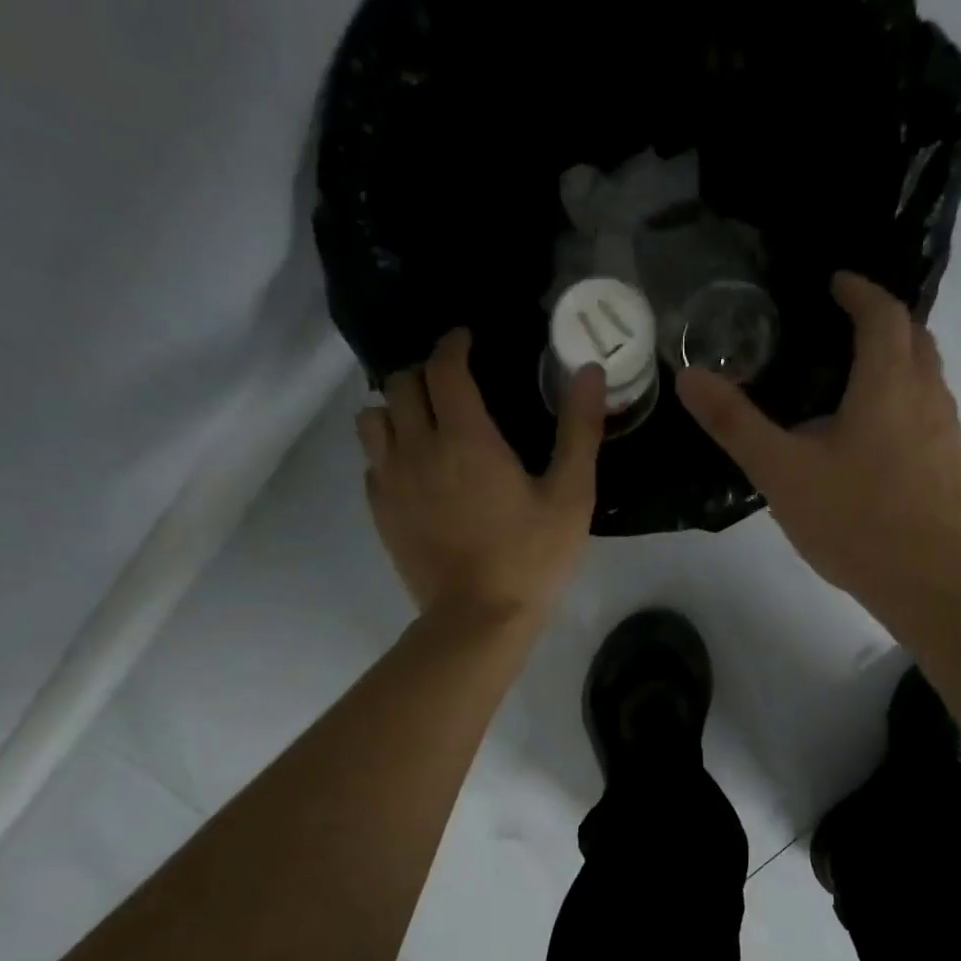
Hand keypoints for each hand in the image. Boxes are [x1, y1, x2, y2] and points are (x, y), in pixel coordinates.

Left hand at [359, 329, 604, 622]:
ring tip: (423, 421)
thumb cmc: (531, 557)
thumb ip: (579, 430)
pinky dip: (387, 450)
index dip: (454, 344)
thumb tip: (590, 371)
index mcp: (466, 437)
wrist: (478, 619)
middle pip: (401, 383)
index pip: (444, 366)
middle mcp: (418, 447)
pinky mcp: (380, 510)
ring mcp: (391, 480)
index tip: (468, 342)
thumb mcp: (571, 496)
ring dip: (396, 408)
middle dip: (425, 372)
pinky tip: (413, 468)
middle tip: (451, 384)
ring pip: (373, 417)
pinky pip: (370, 461)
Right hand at [678, 272, 960, 607]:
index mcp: (888, 383)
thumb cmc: (853, 519)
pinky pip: (931, 418)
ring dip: (899, 367)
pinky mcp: (953, 468)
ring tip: (856, 388)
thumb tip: (689, 377)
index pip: (882, 312)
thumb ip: (735, 424)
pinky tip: (878, 447)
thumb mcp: (781, 472)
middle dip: (883, 323)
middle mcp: (928, 395)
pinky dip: (907, 408)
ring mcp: (948, 433)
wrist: (926, 580)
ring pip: (928, 379)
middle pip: (915, 337)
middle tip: (845, 331)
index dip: (859, 290)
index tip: (835, 284)